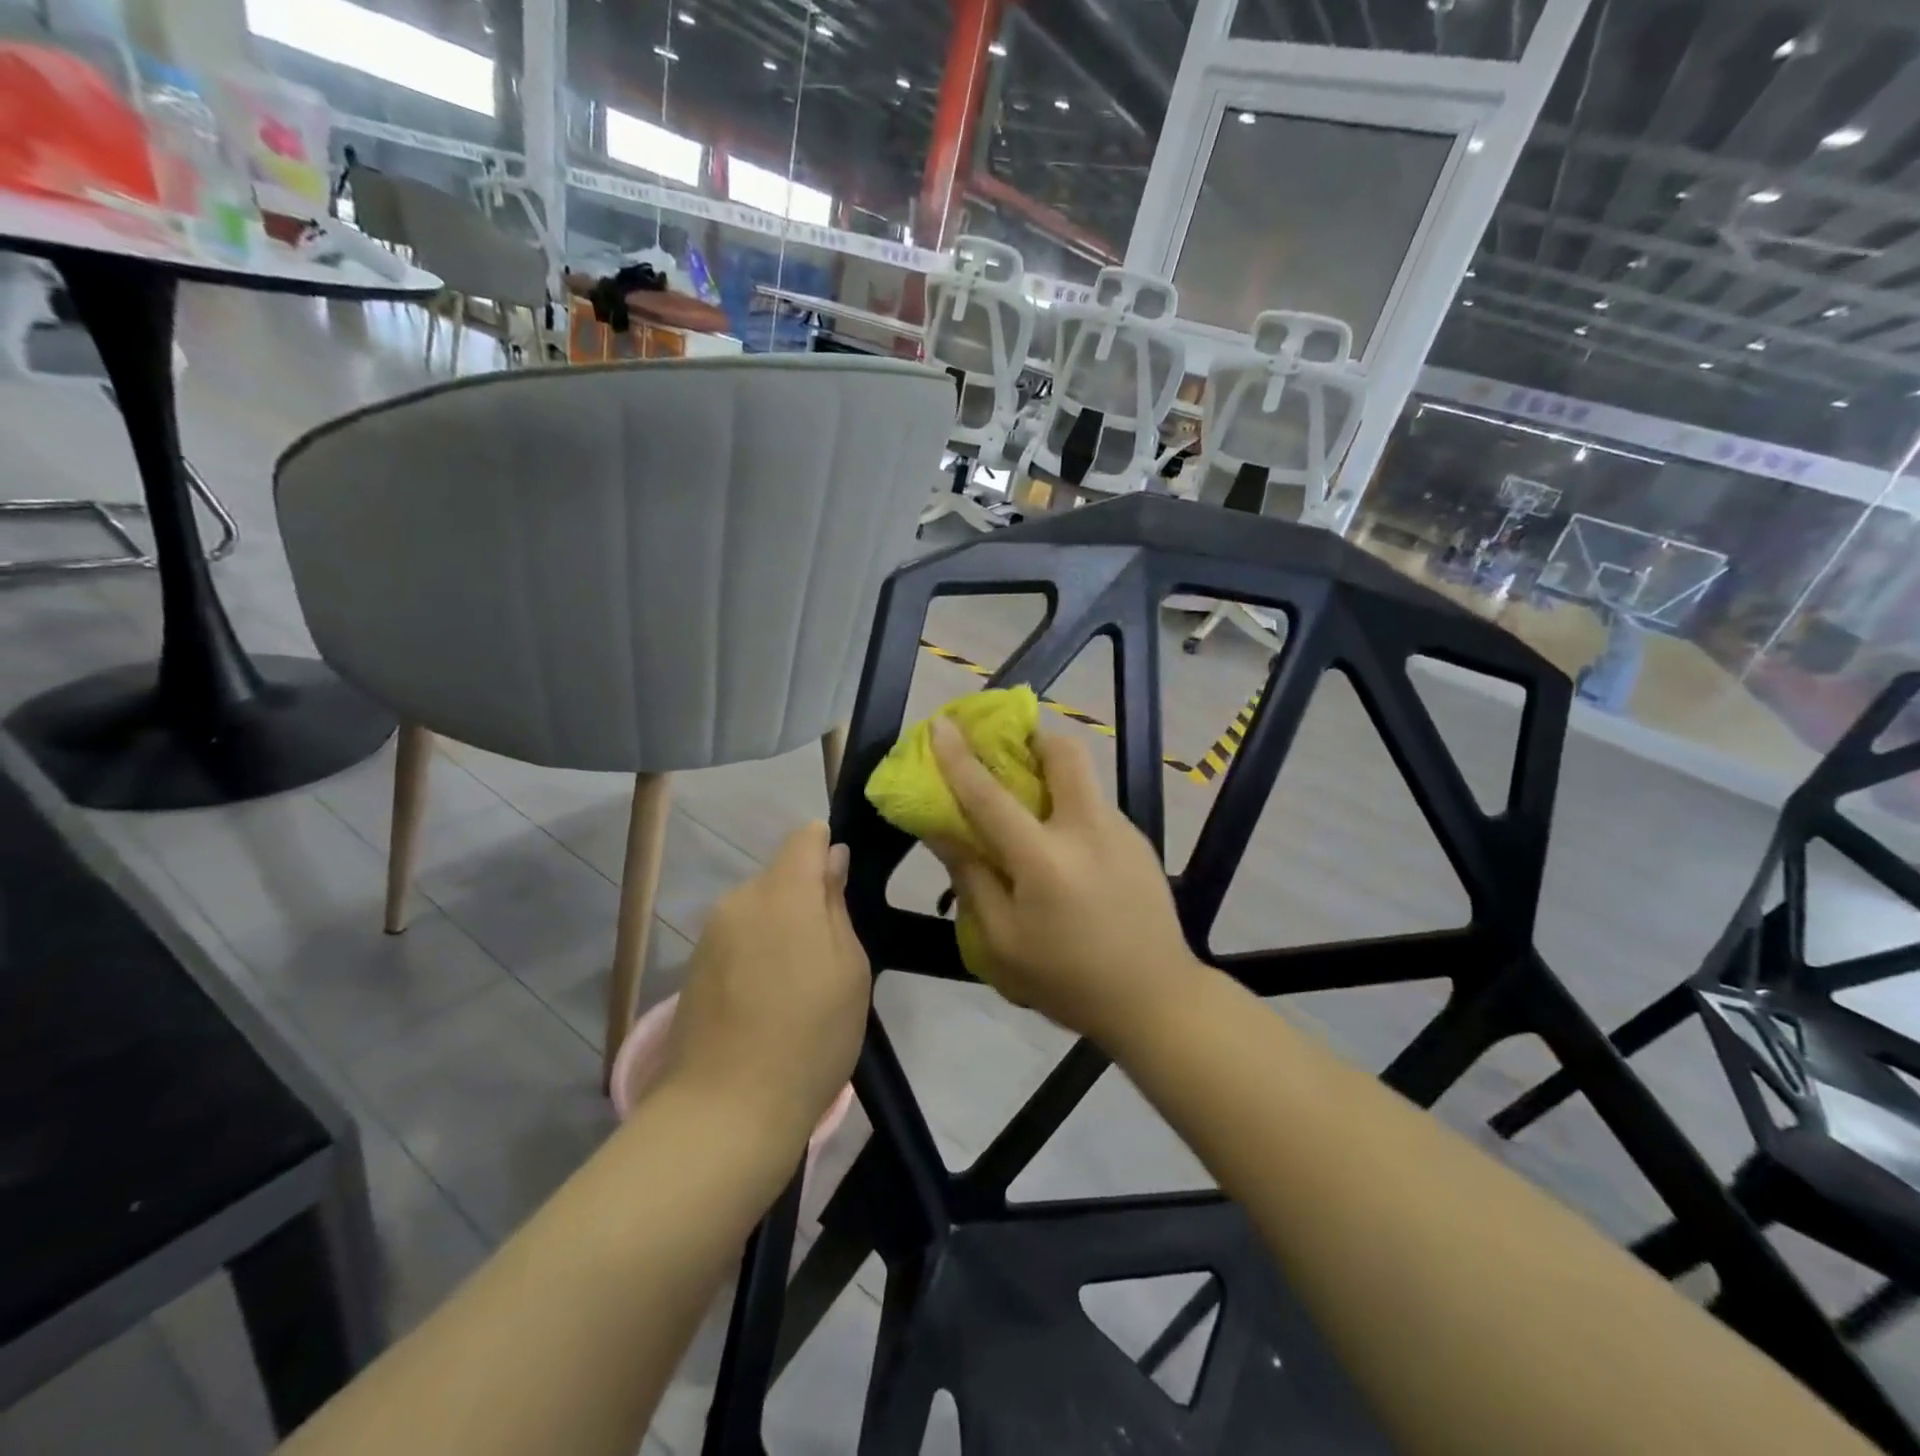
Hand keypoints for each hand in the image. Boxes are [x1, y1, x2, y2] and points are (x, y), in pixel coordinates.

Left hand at [663, 823, 870, 1151]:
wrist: (725, 1111)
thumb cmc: (810, 1037)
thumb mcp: (850, 969)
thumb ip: (836, 904)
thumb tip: (832, 859)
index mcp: (783, 892)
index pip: (804, 837)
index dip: (826, 850)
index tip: (841, 891)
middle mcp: (740, 899)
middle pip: (780, 875)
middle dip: (805, 898)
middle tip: (827, 956)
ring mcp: (710, 933)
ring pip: (758, 908)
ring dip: (780, 929)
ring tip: (796, 986)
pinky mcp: (693, 966)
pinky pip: (737, 938)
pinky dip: (755, 953)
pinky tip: (764, 1002)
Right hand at [927, 717, 1206, 1047]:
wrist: (1157, 1000)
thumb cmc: (1068, 980)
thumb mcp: (1002, 944)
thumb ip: (971, 879)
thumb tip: (942, 829)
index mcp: (1045, 859)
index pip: (991, 795)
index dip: (959, 757)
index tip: (940, 723)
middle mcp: (1088, 829)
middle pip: (1064, 752)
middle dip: (1033, 737)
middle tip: (1007, 751)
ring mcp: (1122, 830)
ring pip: (1083, 777)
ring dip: (1052, 773)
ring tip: (1030, 806)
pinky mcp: (1140, 841)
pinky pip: (1096, 806)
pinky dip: (1071, 807)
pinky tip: (1065, 850)